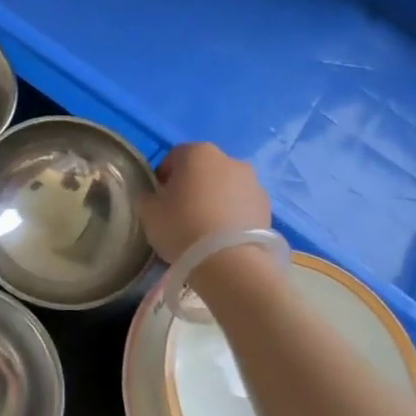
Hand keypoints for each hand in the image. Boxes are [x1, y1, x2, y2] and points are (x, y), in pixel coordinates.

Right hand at [137, 142, 270, 263]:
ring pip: (225, 187)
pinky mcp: (267, 207)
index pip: (174, 157)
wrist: (230, 262)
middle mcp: (229, 159)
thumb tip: (153, 195)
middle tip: (181, 213)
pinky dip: (232, 215)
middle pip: (203, 169)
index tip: (159, 199)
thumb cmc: (182, 227)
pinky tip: (223, 238)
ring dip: (215, 199)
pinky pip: (242, 205)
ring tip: (205, 229)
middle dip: (192, 186)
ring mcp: (253, 182)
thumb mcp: (148, 212)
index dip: (163, 177)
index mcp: (197, 152)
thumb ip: (147, 197)